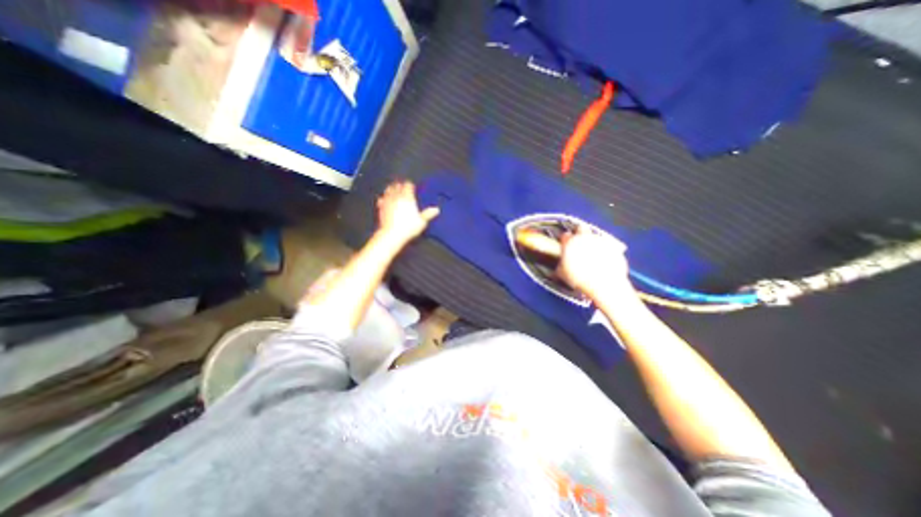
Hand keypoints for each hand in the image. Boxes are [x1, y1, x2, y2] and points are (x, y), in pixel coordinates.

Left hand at [378, 179, 442, 242]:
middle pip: (397, 186)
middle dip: (400, 184)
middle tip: (402, 184)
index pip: (408, 186)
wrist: (392, 234)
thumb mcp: (422, 221)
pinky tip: (383, 199)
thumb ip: (428, 214)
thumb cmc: (409, 227)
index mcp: (408, 198)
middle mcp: (397, 197)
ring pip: (388, 190)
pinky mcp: (381, 208)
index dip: (410, 185)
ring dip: (391, 189)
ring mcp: (388, 201)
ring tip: (392, 188)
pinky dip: (383, 198)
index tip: (411, 185)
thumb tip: (436, 209)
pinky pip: (381, 199)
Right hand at [557, 226, 637, 302]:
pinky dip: (605, 251)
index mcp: (570, 243)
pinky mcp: (613, 247)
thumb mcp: (562, 274)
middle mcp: (585, 238)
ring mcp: (600, 241)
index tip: (564, 245)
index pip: (565, 235)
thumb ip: (559, 267)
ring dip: (593, 242)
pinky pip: (607, 246)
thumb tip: (559, 267)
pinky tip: (603, 260)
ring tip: (592, 255)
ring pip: (595, 237)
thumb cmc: (579, 278)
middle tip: (579, 243)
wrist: (603, 283)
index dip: (564, 240)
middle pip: (581, 228)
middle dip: (579, 233)